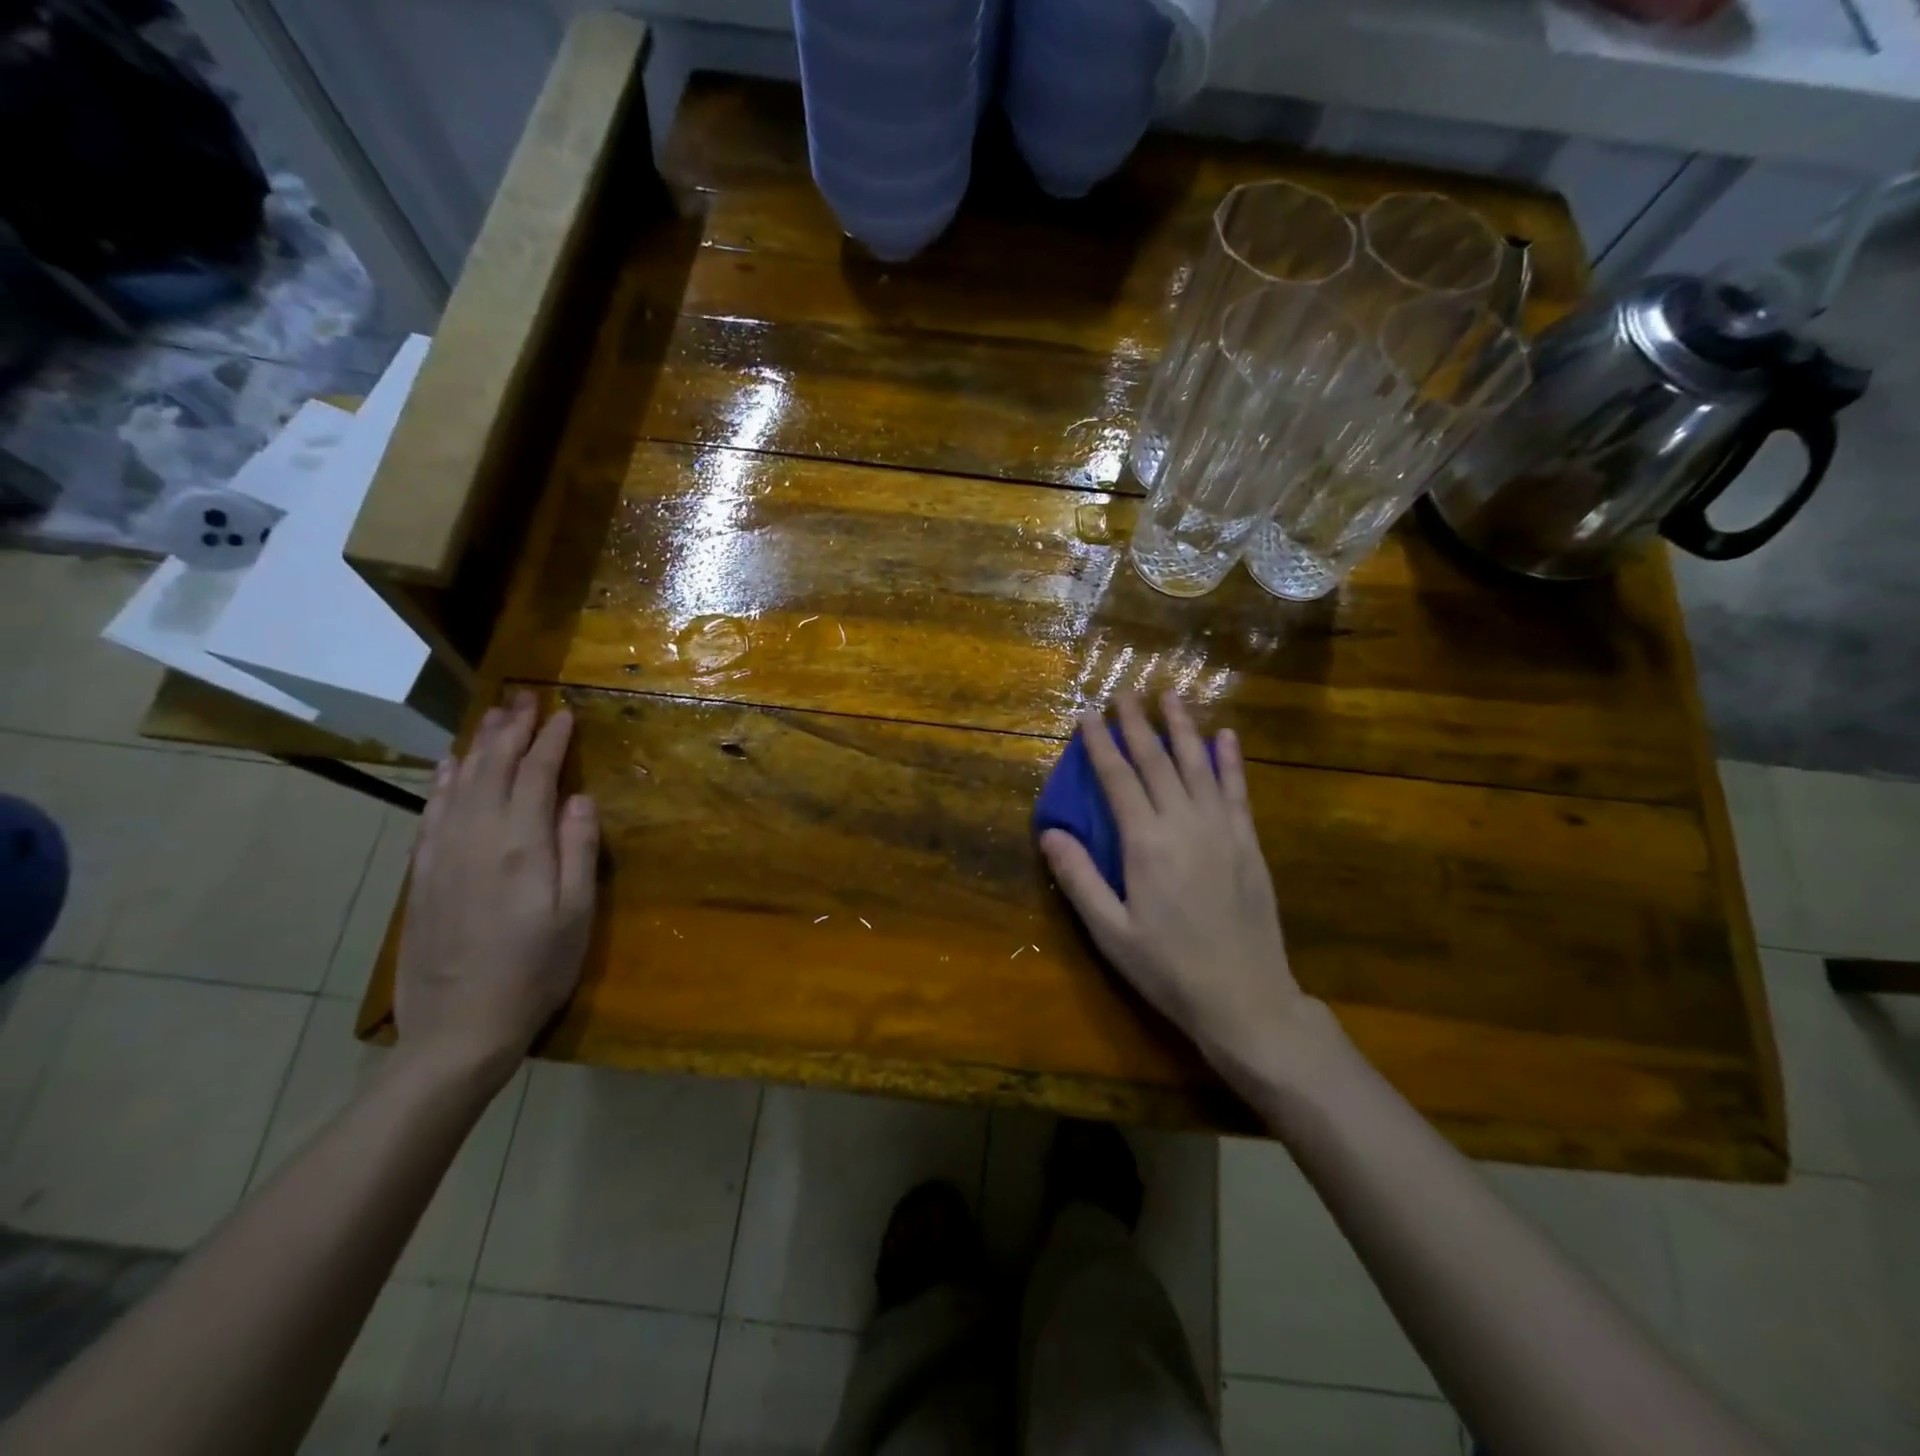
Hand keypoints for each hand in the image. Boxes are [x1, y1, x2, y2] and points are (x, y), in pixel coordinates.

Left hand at [395, 692, 598, 1082]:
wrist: (460, 1027)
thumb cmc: (536, 970)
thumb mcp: (576, 914)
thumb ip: (578, 850)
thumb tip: (579, 798)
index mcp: (521, 846)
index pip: (535, 776)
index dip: (550, 741)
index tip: (564, 713)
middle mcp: (476, 839)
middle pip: (493, 769)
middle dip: (511, 730)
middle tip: (525, 698)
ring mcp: (443, 855)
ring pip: (460, 784)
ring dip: (478, 745)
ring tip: (493, 717)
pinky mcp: (424, 874)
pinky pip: (433, 812)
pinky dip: (443, 781)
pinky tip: (450, 766)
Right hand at [1038, 691, 1328, 1088]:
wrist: (1245, 999)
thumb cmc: (1168, 969)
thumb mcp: (1111, 932)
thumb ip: (1079, 879)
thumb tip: (1049, 832)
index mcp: (1146, 844)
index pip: (1118, 780)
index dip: (1100, 745)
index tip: (1088, 715)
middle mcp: (1184, 824)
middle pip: (1156, 762)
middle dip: (1136, 724)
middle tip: (1124, 691)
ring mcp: (1222, 830)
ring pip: (1198, 765)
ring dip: (1183, 727)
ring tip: (1171, 696)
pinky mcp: (1248, 843)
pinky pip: (1237, 791)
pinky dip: (1230, 761)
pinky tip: (1227, 737)